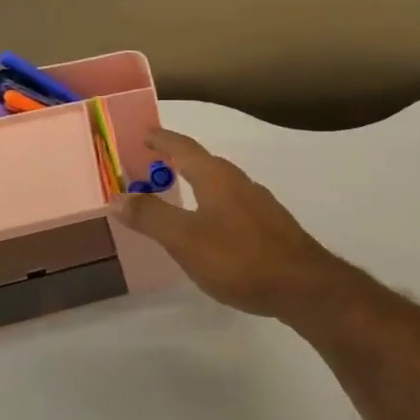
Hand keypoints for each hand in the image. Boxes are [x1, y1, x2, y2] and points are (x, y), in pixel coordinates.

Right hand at [117, 130, 348, 318]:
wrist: (302, 286)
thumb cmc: (239, 258)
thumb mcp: (185, 239)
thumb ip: (151, 216)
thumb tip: (117, 196)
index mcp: (218, 179)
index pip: (185, 148)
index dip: (163, 139)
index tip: (144, 133)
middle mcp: (242, 184)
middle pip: (205, 164)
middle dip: (178, 161)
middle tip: (152, 165)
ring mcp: (261, 206)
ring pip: (222, 186)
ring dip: (197, 184)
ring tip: (177, 194)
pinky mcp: (271, 229)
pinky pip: (234, 207)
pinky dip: (213, 206)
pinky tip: (210, 228)